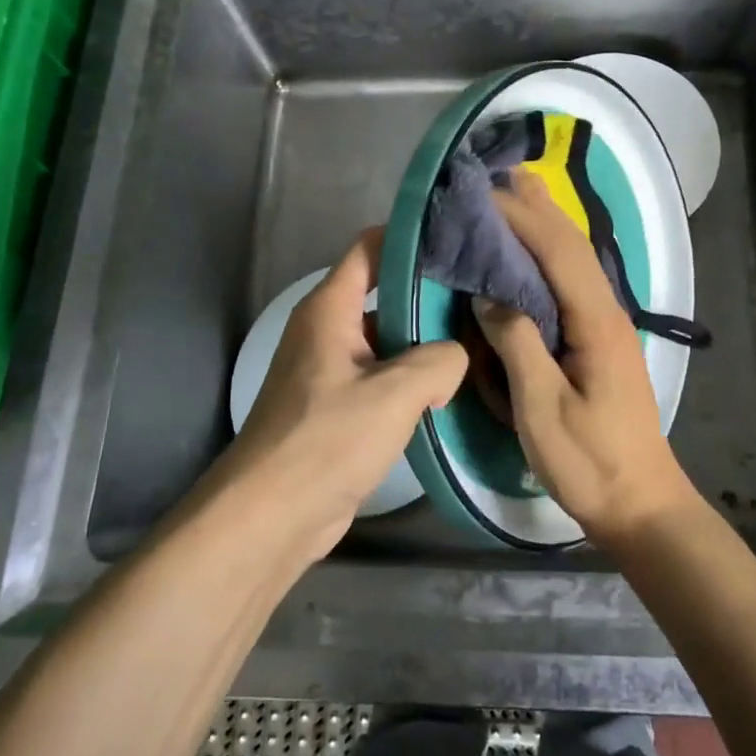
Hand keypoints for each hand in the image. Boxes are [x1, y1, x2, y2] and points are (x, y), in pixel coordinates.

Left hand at [219, 228, 467, 559]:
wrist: (271, 517)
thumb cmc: (327, 440)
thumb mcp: (395, 392)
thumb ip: (439, 360)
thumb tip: (455, 357)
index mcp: (330, 309)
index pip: (370, 249)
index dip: (411, 239)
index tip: (460, 241)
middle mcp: (327, 330)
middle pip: (384, 294)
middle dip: (431, 296)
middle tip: (485, 299)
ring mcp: (331, 370)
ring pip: (388, 340)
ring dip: (426, 344)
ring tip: (480, 343)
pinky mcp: (338, 408)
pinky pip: (383, 378)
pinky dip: (413, 380)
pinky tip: (453, 391)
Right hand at [474, 170, 698, 546]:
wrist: (641, 503)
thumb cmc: (590, 462)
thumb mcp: (543, 409)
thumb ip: (518, 345)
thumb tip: (489, 296)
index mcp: (595, 322)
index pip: (556, 252)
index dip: (520, 217)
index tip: (482, 193)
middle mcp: (606, 312)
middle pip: (572, 246)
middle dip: (537, 207)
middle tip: (501, 174)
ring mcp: (607, 326)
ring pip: (576, 261)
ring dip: (547, 224)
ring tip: (518, 194)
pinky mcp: (600, 341)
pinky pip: (573, 283)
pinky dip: (550, 255)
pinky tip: (535, 254)